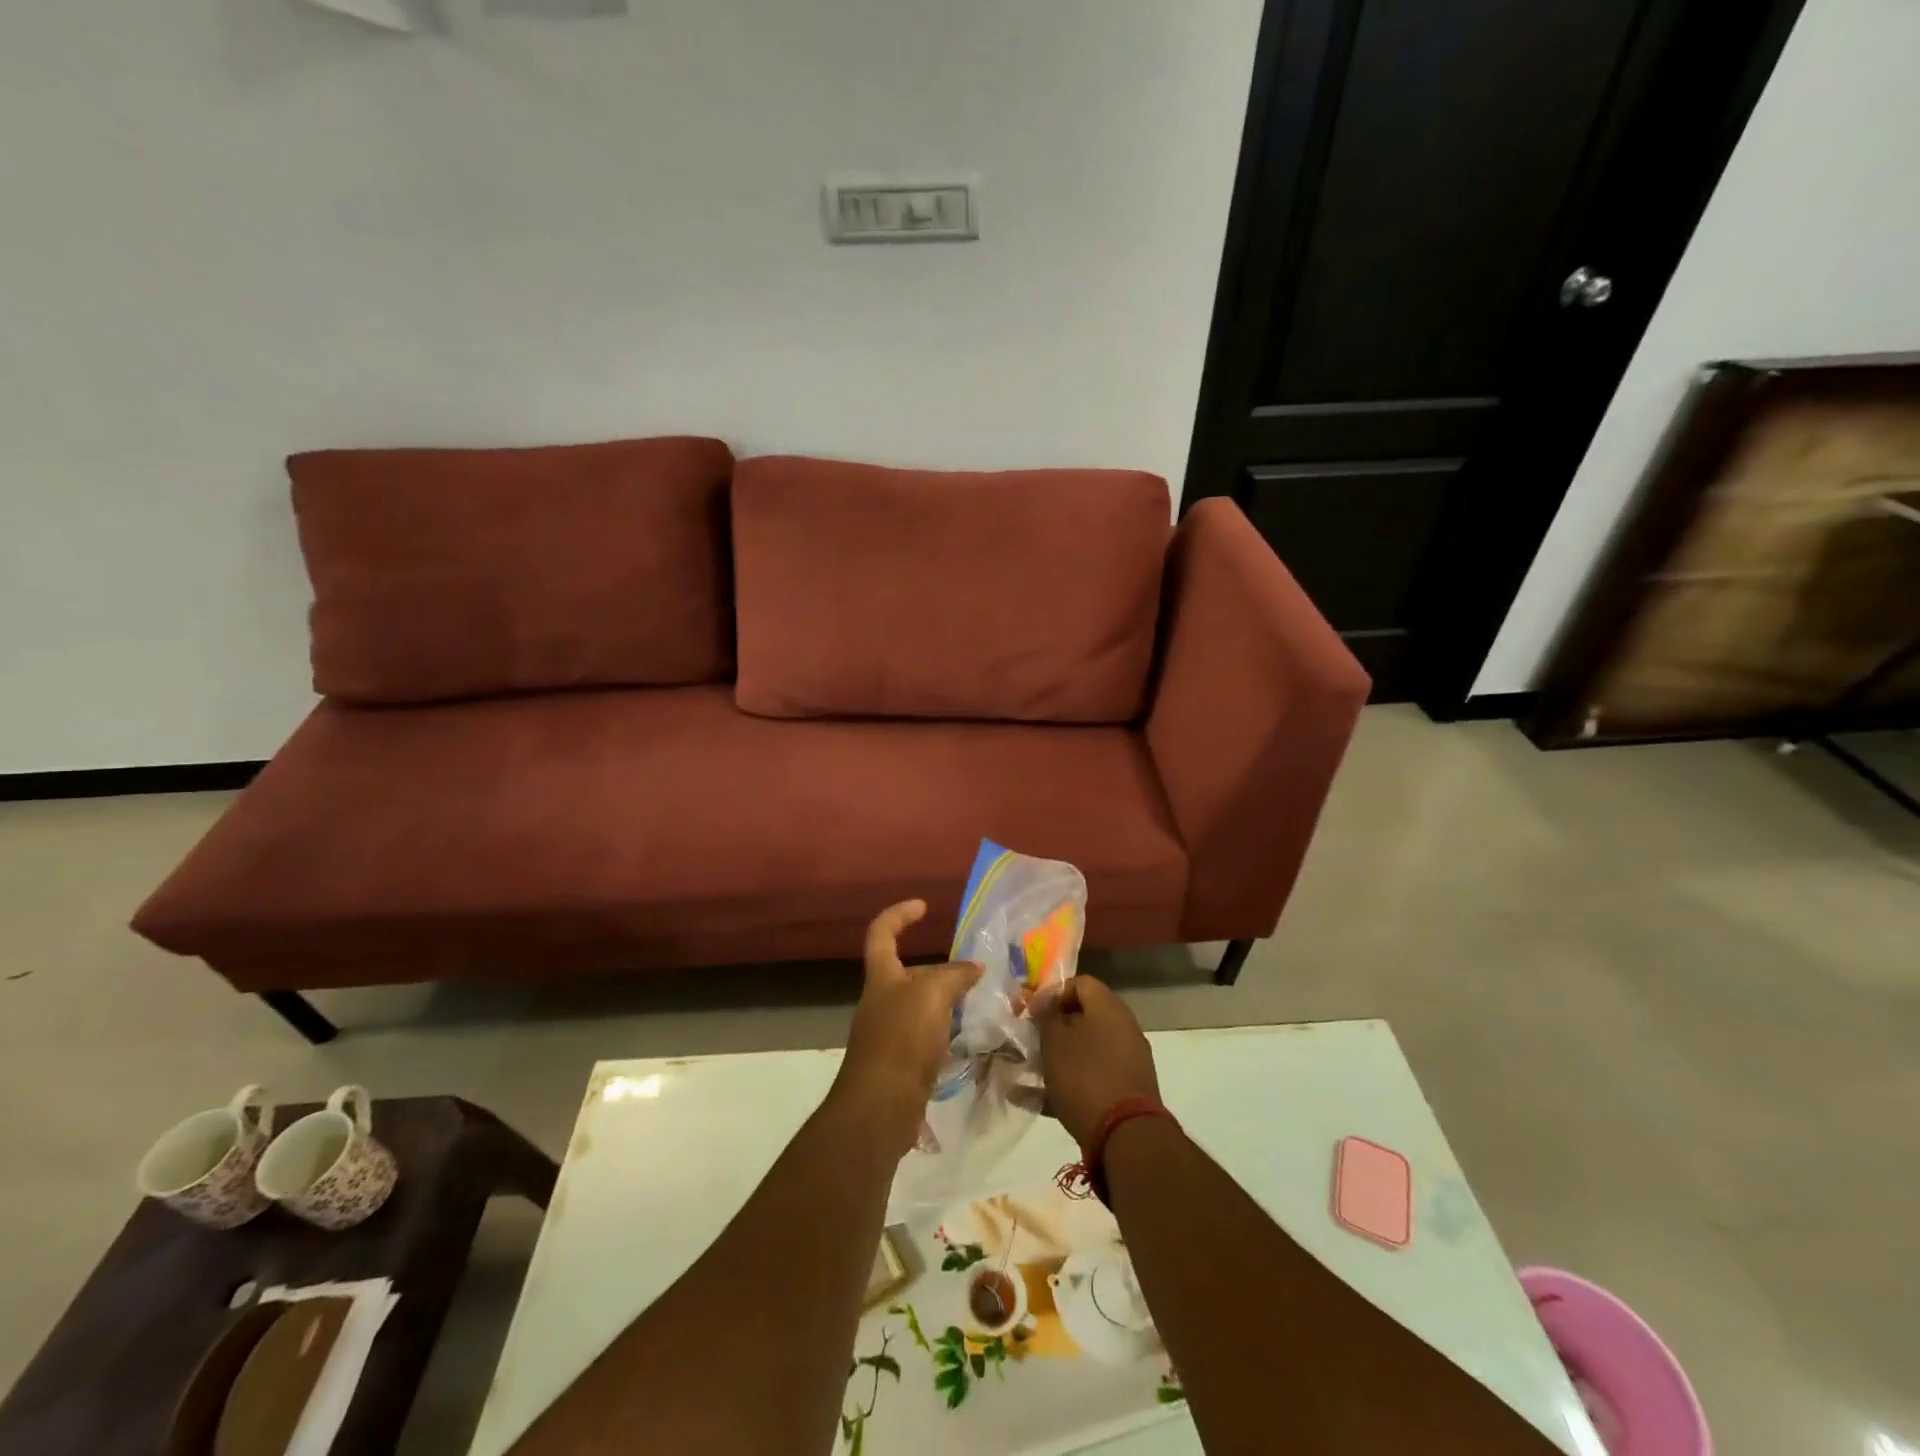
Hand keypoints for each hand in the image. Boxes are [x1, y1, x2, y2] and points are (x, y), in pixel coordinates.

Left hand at [834, 900, 981, 1153]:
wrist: (880, 1108)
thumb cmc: (902, 1040)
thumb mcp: (932, 995)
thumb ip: (955, 976)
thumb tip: (974, 968)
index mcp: (881, 977)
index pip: (882, 933)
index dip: (899, 915)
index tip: (924, 907)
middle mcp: (881, 1002)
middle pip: (908, 973)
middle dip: (939, 969)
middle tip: (975, 972)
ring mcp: (889, 1034)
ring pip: (921, 1006)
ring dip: (947, 1002)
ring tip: (982, 1003)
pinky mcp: (900, 1064)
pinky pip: (927, 1037)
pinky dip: (947, 1032)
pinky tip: (970, 1039)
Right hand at [1034, 976, 1159, 1147]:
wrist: (1126, 1136)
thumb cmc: (1085, 1076)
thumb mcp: (1054, 1041)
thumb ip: (1045, 1017)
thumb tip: (1044, 1007)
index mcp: (1109, 1008)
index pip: (1080, 983)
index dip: (1052, 993)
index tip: (1031, 1012)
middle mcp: (1123, 1029)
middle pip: (1082, 1017)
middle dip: (1052, 1028)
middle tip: (1028, 1040)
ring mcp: (1126, 1061)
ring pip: (1084, 1050)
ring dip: (1055, 1057)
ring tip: (1026, 1070)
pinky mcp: (1124, 1091)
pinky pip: (1089, 1078)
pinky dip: (1064, 1084)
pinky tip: (1032, 1100)